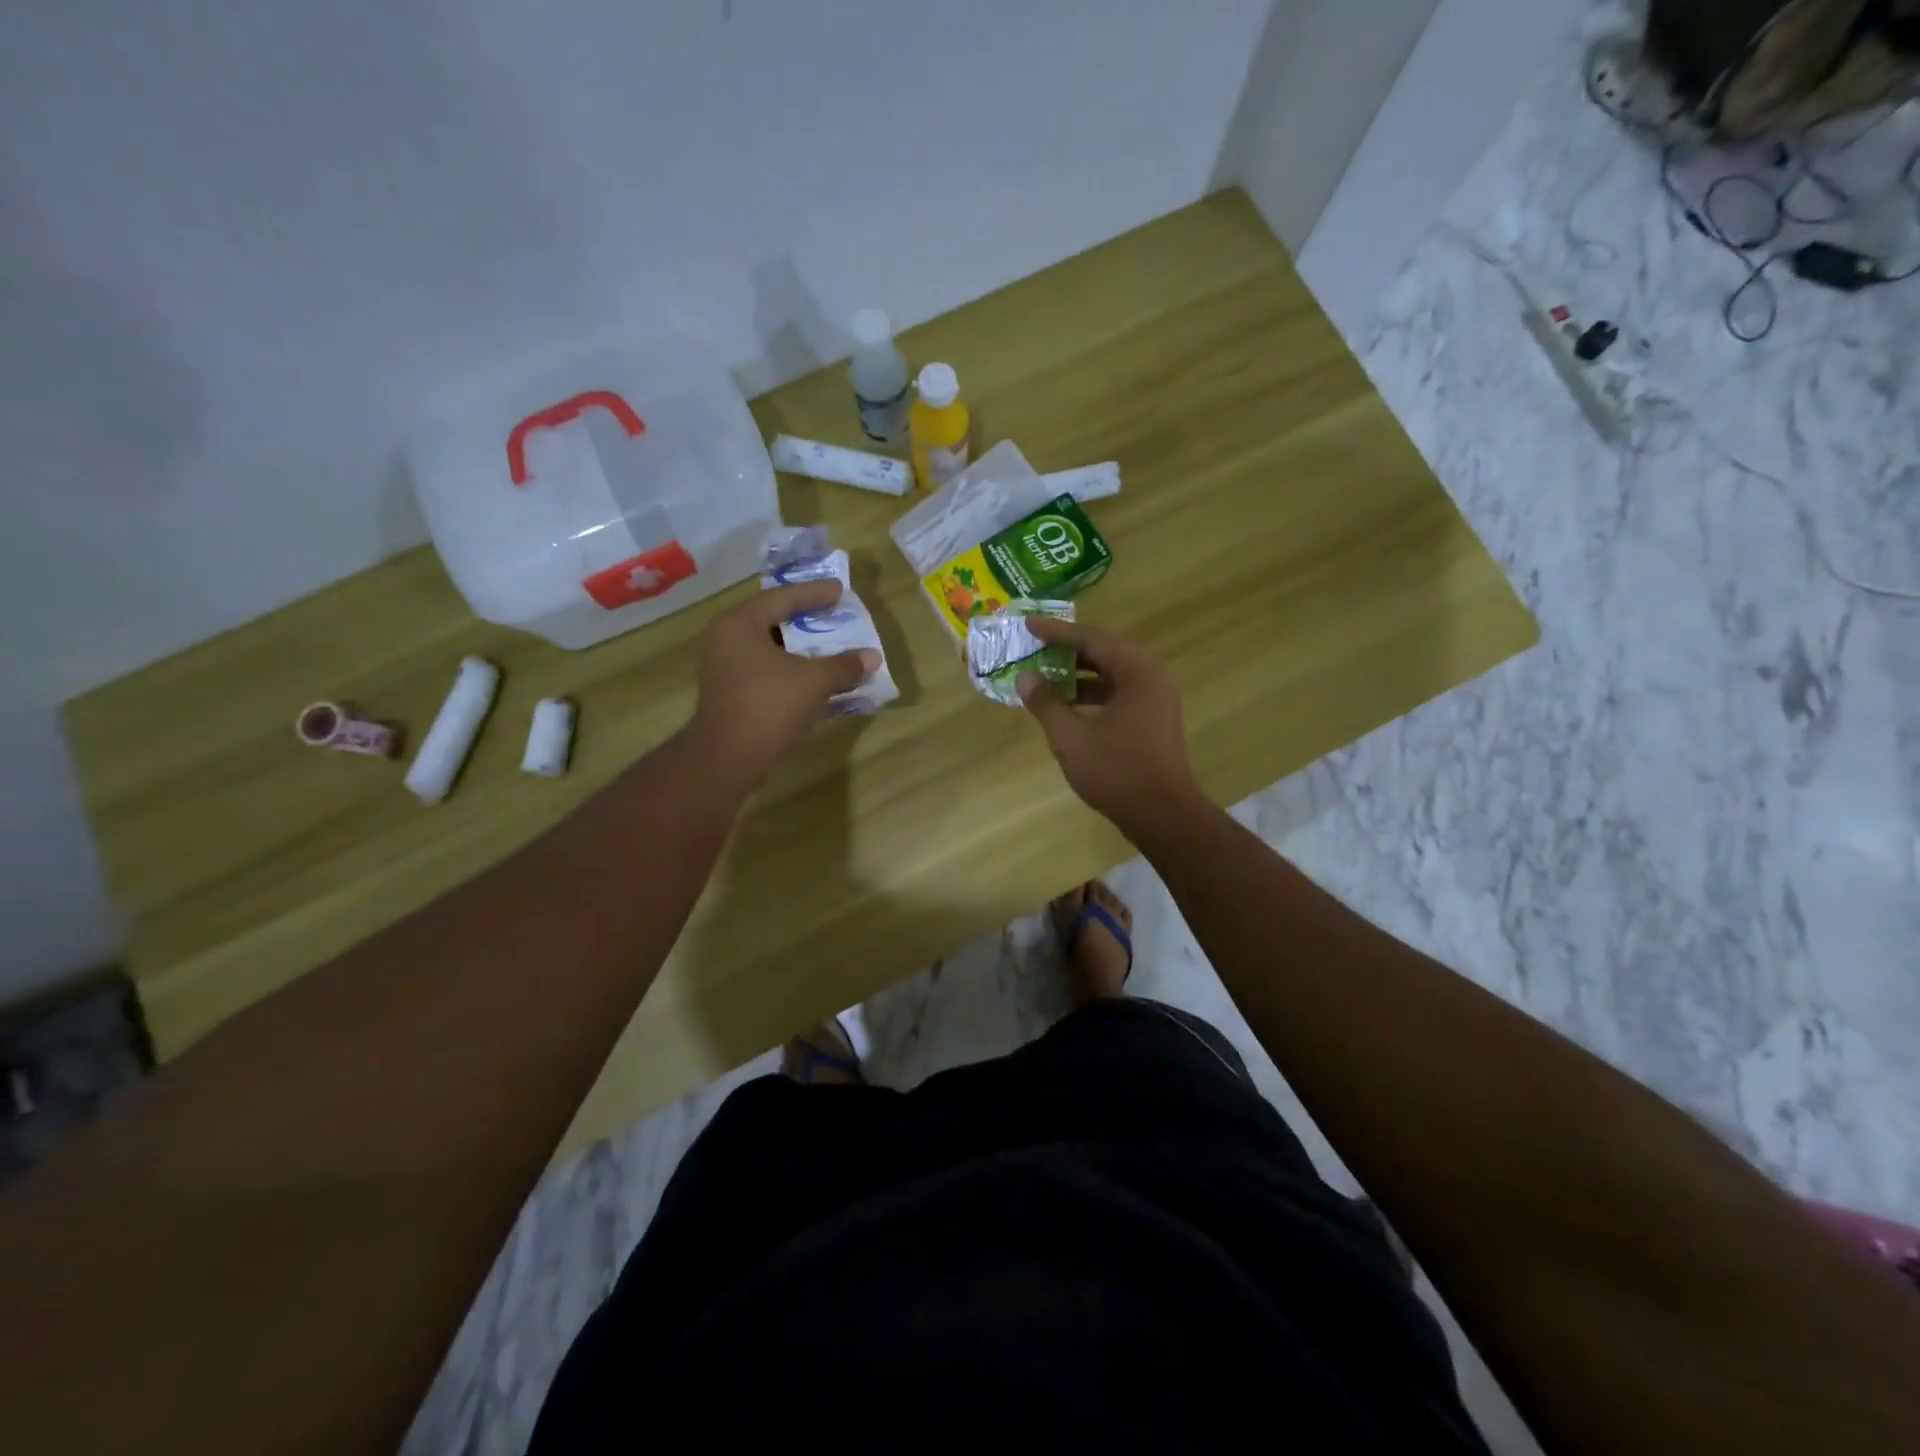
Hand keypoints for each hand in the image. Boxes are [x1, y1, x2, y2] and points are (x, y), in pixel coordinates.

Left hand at [690, 581, 880, 789]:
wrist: (728, 757)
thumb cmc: (769, 704)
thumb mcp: (814, 681)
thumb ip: (844, 665)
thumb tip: (872, 657)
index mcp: (740, 623)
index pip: (782, 598)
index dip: (814, 594)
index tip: (840, 590)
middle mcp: (726, 639)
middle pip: (773, 621)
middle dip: (806, 620)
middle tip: (834, 615)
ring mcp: (724, 668)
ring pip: (769, 649)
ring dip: (800, 650)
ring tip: (829, 648)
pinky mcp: (729, 694)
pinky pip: (765, 671)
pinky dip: (790, 671)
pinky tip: (813, 679)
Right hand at [1016, 618, 1203, 838]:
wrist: (1163, 815)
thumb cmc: (1117, 771)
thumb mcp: (1071, 736)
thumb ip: (1046, 702)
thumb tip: (1025, 678)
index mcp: (1137, 671)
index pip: (1091, 639)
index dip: (1056, 632)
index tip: (1028, 624)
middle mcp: (1152, 677)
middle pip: (1104, 652)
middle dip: (1067, 651)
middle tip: (1035, 646)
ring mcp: (1156, 700)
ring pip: (1111, 676)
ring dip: (1078, 675)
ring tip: (1045, 677)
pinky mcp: (1153, 721)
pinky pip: (1119, 695)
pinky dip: (1092, 696)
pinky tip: (1066, 707)